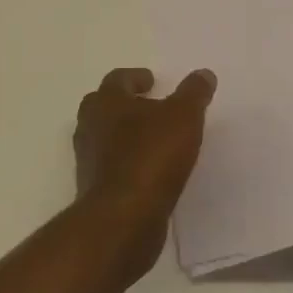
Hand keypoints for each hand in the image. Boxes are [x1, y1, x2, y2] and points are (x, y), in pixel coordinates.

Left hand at [73, 67, 215, 280]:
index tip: (152, 81)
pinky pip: (110, 166)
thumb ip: (193, 93)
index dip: (135, 78)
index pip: (117, 80)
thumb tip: (204, 74)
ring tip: (153, 140)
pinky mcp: (94, 190)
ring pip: (104, 137)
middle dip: (124, 105)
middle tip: (148, 107)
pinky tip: (149, 170)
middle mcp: (90, 126)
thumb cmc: (151, 156)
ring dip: (124, 135)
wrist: (124, 218)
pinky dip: (126, 163)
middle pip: (103, 107)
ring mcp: (88, 160)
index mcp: (106, 102)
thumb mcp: (184, 117)